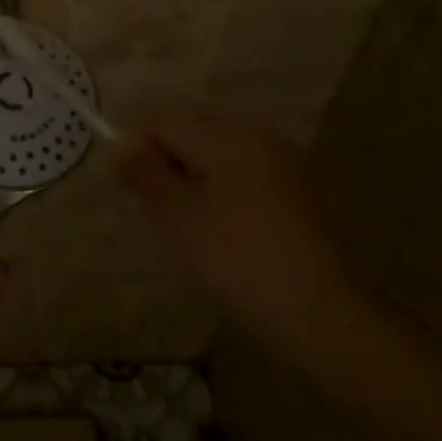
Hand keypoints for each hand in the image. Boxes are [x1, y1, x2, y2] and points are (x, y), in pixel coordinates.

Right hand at [114, 118, 356, 350]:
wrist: (321, 315)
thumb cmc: (236, 257)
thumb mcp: (175, 215)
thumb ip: (143, 172)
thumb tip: (120, 143)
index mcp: (229, 134)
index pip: (164, 126)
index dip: (139, 155)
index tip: (132, 196)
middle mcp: (260, 137)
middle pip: (193, 142)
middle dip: (170, 176)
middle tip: (165, 225)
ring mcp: (287, 167)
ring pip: (219, 166)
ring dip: (198, 193)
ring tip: (196, 241)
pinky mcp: (302, 198)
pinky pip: (247, 187)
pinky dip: (228, 207)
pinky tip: (230, 246)